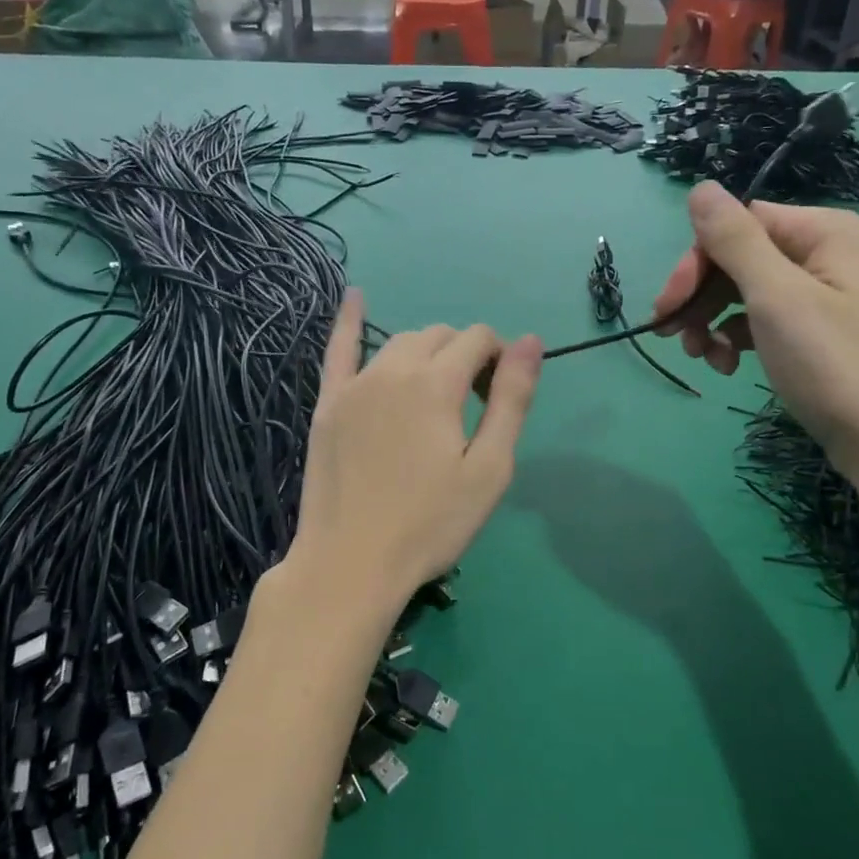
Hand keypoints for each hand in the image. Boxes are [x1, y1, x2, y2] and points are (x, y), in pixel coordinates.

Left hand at [282, 291, 541, 626]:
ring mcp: (354, 385)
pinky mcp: (327, 404)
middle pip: (439, 337)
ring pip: (399, 343)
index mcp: (435, 383)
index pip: (478, 339)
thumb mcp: (489, 468)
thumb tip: (531, 342)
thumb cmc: (430, 523)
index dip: (498, 360)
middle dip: (464, 355)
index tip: (498, 399)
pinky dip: (348, 320)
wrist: (351, 563)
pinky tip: (354, 295)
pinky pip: (338, 349)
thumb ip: (511, 400)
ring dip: (426, 353)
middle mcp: (392, 369)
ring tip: (435, 393)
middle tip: (471, 405)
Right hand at [651, 183, 858, 488]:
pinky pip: (764, 323)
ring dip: (713, 321)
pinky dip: (738, 340)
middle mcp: (825, 255)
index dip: (696, 262)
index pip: (737, 225)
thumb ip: (734, 240)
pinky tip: (729, 367)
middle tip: (673, 336)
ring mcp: (824, 298)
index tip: (668, 307)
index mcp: (822, 233)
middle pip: (739, 259)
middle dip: (700, 296)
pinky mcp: (818, 336)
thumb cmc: (836, 367)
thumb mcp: (778, 298)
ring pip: (746, 293)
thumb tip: (699, 187)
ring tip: (703, 358)